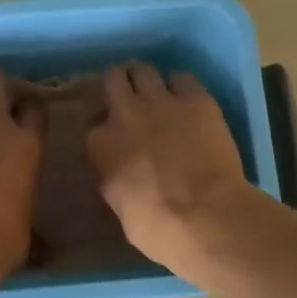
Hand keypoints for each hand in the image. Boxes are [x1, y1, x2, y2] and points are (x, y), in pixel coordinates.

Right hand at [86, 63, 253, 266]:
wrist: (203, 216)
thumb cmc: (155, 227)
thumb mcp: (118, 204)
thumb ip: (114, 176)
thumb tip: (121, 170)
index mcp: (100, 144)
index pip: (93, 124)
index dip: (104, 127)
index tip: (113, 136)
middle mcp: (125, 113)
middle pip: (113, 79)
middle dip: (120, 85)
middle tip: (130, 96)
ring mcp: (161, 102)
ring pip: (144, 70)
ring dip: (147, 79)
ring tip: (157, 91)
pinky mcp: (197, 100)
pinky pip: (183, 78)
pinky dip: (182, 86)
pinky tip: (187, 100)